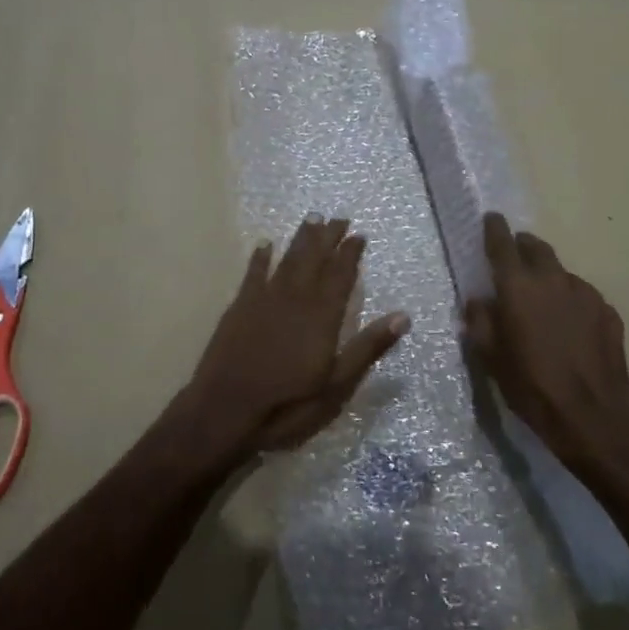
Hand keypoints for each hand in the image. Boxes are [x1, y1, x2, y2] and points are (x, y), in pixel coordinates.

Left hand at [174, 217, 409, 464]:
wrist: (225, 411)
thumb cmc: (288, 404)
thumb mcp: (338, 385)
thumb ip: (368, 348)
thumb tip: (403, 316)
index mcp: (322, 316)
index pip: (341, 275)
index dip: (350, 254)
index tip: (359, 235)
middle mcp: (296, 299)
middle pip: (314, 260)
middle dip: (328, 237)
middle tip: (338, 218)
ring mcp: (264, 300)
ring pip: (287, 260)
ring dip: (301, 239)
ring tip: (312, 219)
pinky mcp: (239, 308)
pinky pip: (253, 273)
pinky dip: (261, 258)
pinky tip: (266, 244)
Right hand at [463, 213, 628, 482]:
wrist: (592, 414)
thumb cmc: (531, 385)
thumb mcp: (491, 358)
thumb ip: (480, 322)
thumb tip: (478, 301)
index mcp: (518, 287)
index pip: (503, 244)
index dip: (494, 229)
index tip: (491, 218)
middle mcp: (553, 279)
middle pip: (537, 248)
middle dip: (524, 246)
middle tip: (516, 255)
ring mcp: (585, 293)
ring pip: (562, 273)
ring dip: (549, 278)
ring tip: (543, 301)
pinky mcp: (608, 311)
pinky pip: (583, 297)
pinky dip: (571, 302)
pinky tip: (570, 327)